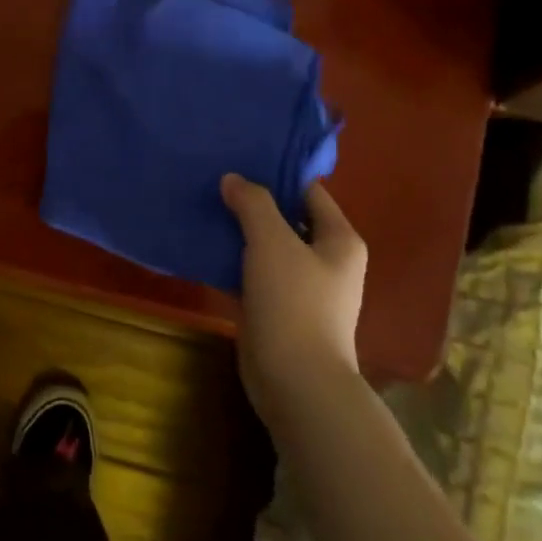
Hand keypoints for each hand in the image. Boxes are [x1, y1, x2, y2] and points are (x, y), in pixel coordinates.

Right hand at [220, 174, 366, 422]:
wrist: (295, 380)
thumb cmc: (293, 302)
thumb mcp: (272, 242)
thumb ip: (253, 204)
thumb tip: (233, 179)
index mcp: (339, 239)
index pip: (309, 192)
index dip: (277, 174)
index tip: (240, 160)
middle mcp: (326, 261)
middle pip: (286, 219)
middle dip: (252, 204)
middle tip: (215, 183)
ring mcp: (302, 288)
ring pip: (266, 248)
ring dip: (238, 233)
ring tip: (203, 210)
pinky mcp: (278, 310)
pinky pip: (253, 275)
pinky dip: (232, 263)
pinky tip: (202, 250)